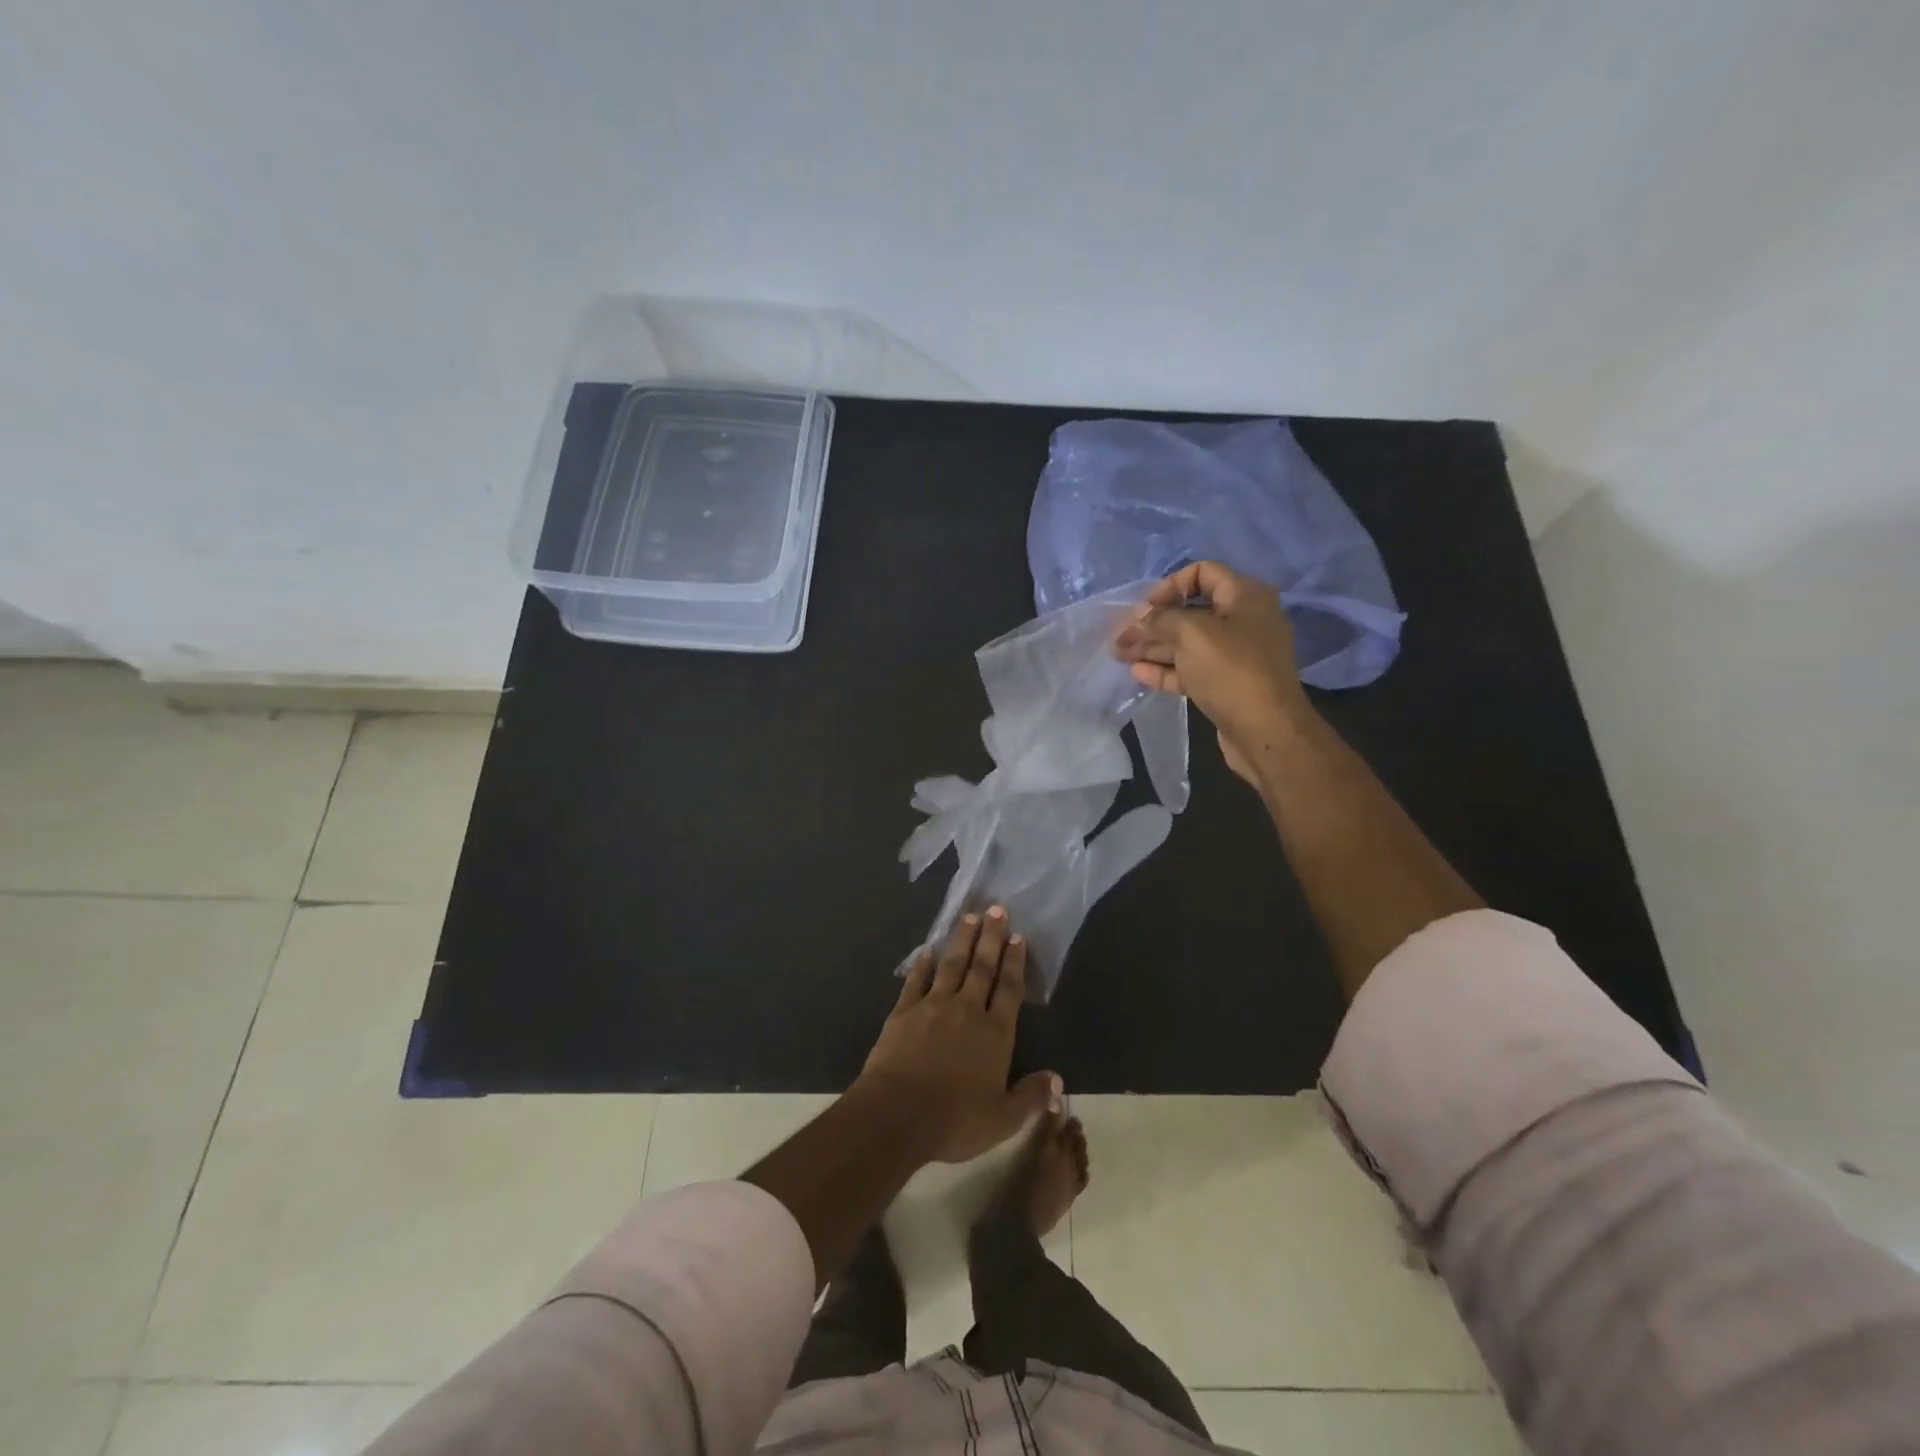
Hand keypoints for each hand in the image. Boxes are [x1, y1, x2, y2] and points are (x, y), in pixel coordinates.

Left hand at [858, 908, 1062, 1163]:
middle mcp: (966, 1010)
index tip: (1018, 936)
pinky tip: (926, 951)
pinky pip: (916, 981)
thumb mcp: (1003, 1119)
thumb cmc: (954, 1120)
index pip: (1009, 989)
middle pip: (982, 967)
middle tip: (996, 908)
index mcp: (994, 1033)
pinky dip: (922, 965)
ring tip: (969, 917)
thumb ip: (1030, 1097)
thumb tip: (1058, 1081)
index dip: (1015, 962)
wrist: (897, 1114)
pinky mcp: (903, 1011)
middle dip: (991, 937)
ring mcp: (933, 1006)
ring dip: (961, 941)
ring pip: (951, 965)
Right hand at [1115, 561, 1313, 782]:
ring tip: (1119, 654)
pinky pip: (1191, 669)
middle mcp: (1243, 621)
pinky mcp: (1226, 685)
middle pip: (1191, 612)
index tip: (1146, 607)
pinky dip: (1165, 669)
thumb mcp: (1192, 634)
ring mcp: (1235, 655)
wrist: (1265, 731)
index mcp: (1245, 597)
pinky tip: (1138, 673)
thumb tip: (1142, 617)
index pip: (1203, 573)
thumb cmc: (1231, 671)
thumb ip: (1161, 619)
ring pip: (1187, 643)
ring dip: (1154, 647)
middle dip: (1154, 622)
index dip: (1170, 585)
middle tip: (1122, 635)